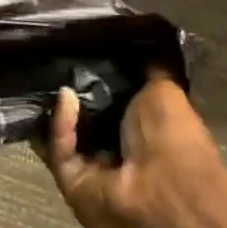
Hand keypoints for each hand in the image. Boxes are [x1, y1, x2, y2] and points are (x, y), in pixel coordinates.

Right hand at [39, 75, 226, 227]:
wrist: (170, 187)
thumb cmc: (175, 137)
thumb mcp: (165, 89)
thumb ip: (147, 68)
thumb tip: (141, 40)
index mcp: (140, 135)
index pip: (106, 106)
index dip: (91, 84)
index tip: (76, 58)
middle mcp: (114, 155)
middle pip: (78, 123)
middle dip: (66, 98)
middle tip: (51, 67)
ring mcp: (90, 172)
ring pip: (61, 137)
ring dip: (58, 110)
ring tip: (53, 77)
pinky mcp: (69, 182)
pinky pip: (59, 150)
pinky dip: (61, 124)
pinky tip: (66, 98)